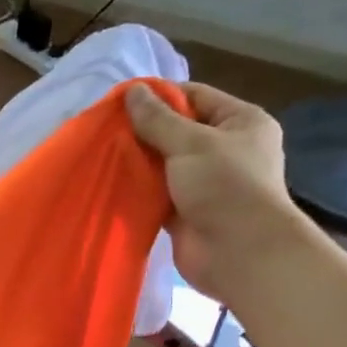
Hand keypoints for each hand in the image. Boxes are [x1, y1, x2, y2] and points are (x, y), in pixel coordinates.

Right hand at [125, 82, 297, 299]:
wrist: (240, 254)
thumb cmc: (225, 187)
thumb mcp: (191, 143)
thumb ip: (158, 119)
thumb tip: (131, 91)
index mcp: (241, 122)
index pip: (196, 96)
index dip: (160, 96)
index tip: (122, 101)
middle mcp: (227, 151)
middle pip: (179, 132)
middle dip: (145, 132)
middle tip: (107, 130)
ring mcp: (207, 185)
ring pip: (166, 166)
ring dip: (140, 163)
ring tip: (104, 154)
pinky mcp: (187, 214)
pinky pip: (159, 195)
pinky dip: (140, 191)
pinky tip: (113, 183)